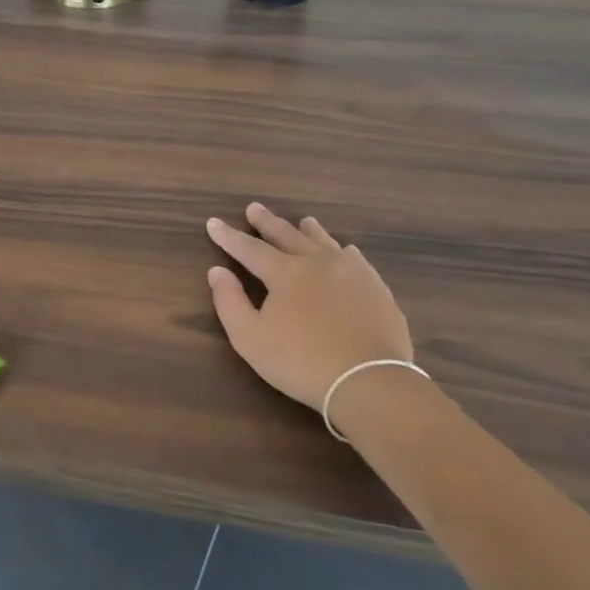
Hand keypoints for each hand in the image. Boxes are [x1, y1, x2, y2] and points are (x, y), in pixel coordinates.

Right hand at [205, 203, 412, 410]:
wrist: (369, 381)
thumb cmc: (300, 361)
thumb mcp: (249, 337)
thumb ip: (229, 301)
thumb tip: (217, 271)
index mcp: (285, 273)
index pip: (249, 248)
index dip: (229, 236)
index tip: (213, 222)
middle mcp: (317, 263)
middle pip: (287, 236)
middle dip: (267, 222)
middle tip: (254, 208)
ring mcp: (351, 273)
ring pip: (325, 242)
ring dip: (309, 231)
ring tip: (303, 220)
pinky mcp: (376, 289)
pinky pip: (356, 260)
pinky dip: (343, 251)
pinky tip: (345, 251)